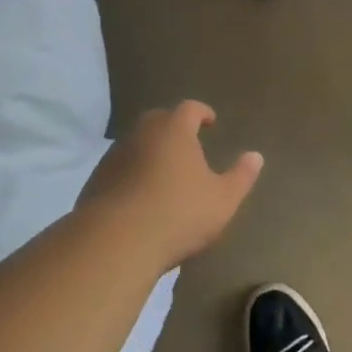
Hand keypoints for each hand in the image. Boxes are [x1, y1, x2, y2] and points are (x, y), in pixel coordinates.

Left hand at [77, 102, 263, 266]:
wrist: (115, 243)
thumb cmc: (178, 214)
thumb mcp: (223, 199)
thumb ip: (241, 176)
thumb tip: (256, 156)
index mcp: (174, 130)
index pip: (189, 108)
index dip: (202, 112)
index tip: (210, 121)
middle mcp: (141, 134)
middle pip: (158, 120)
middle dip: (174, 127)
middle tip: (187, 143)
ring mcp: (114, 156)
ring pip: (136, 143)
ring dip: (150, 150)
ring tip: (164, 171)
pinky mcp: (96, 181)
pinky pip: (119, 168)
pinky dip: (132, 173)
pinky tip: (140, 195)